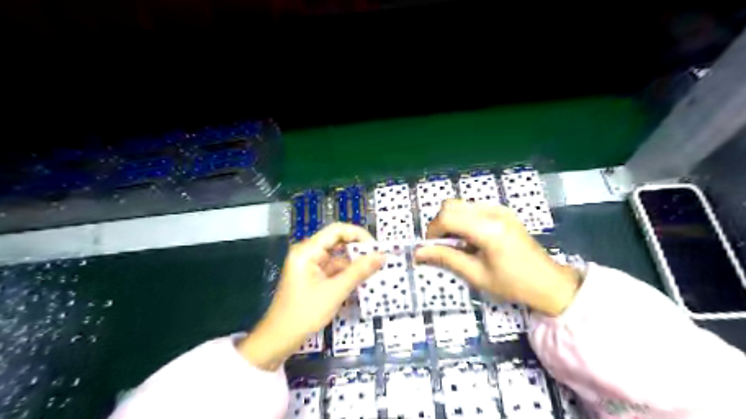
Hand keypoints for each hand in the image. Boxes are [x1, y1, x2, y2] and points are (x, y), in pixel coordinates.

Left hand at [240, 223, 384, 368]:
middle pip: (337, 242)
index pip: (337, 230)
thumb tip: (382, 255)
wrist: (279, 339)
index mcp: (307, 251)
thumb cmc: (304, 313)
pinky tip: (362, 280)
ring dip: (354, 263)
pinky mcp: (313, 277)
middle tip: (379, 259)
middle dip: (358, 250)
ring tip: (375, 270)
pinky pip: (333, 269)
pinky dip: (347, 273)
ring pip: (337, 257)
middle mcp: (308, 253)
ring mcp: (310, 265)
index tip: (376, 247)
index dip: (358, 234)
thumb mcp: (335, 291)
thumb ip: (359, 271)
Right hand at [414, 202, 582, 314]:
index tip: (431, 248)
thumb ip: (446, 258)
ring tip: (459, 244)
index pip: (448, 217)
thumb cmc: (513, 284)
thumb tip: (418, 253)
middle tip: (443, 246)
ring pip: (461, 204)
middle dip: (440, 224)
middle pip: (451, 205)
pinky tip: (472, 239)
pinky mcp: (503, 211)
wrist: (549, 282)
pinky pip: (473, 208)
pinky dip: (463, 219)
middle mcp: (493, 212)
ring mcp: (500, 209)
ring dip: (451, 221)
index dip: (432, 231)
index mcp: (488, 229)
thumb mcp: (476, 275)